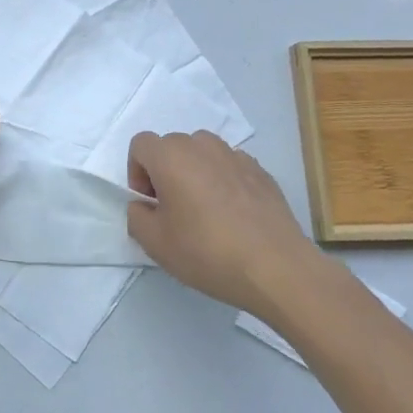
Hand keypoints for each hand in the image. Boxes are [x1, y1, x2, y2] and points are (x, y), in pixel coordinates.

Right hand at [125, 130, 331, 315]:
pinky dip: (224, 181)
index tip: (150, 203)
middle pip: (171, 147)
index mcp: (171, 156)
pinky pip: (230, 167)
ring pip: (203, 153)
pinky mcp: (261, 171)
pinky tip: (234, 216)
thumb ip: (136, 216)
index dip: (137, 172)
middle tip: (174, 210)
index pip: (141, 145)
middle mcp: (202, 146)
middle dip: (165, 172)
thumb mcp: (155, 243)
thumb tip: (144, 205)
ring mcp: (236, 156)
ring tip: (205, 210)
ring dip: (195, 173)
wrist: (276, 267)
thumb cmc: (207, 252)